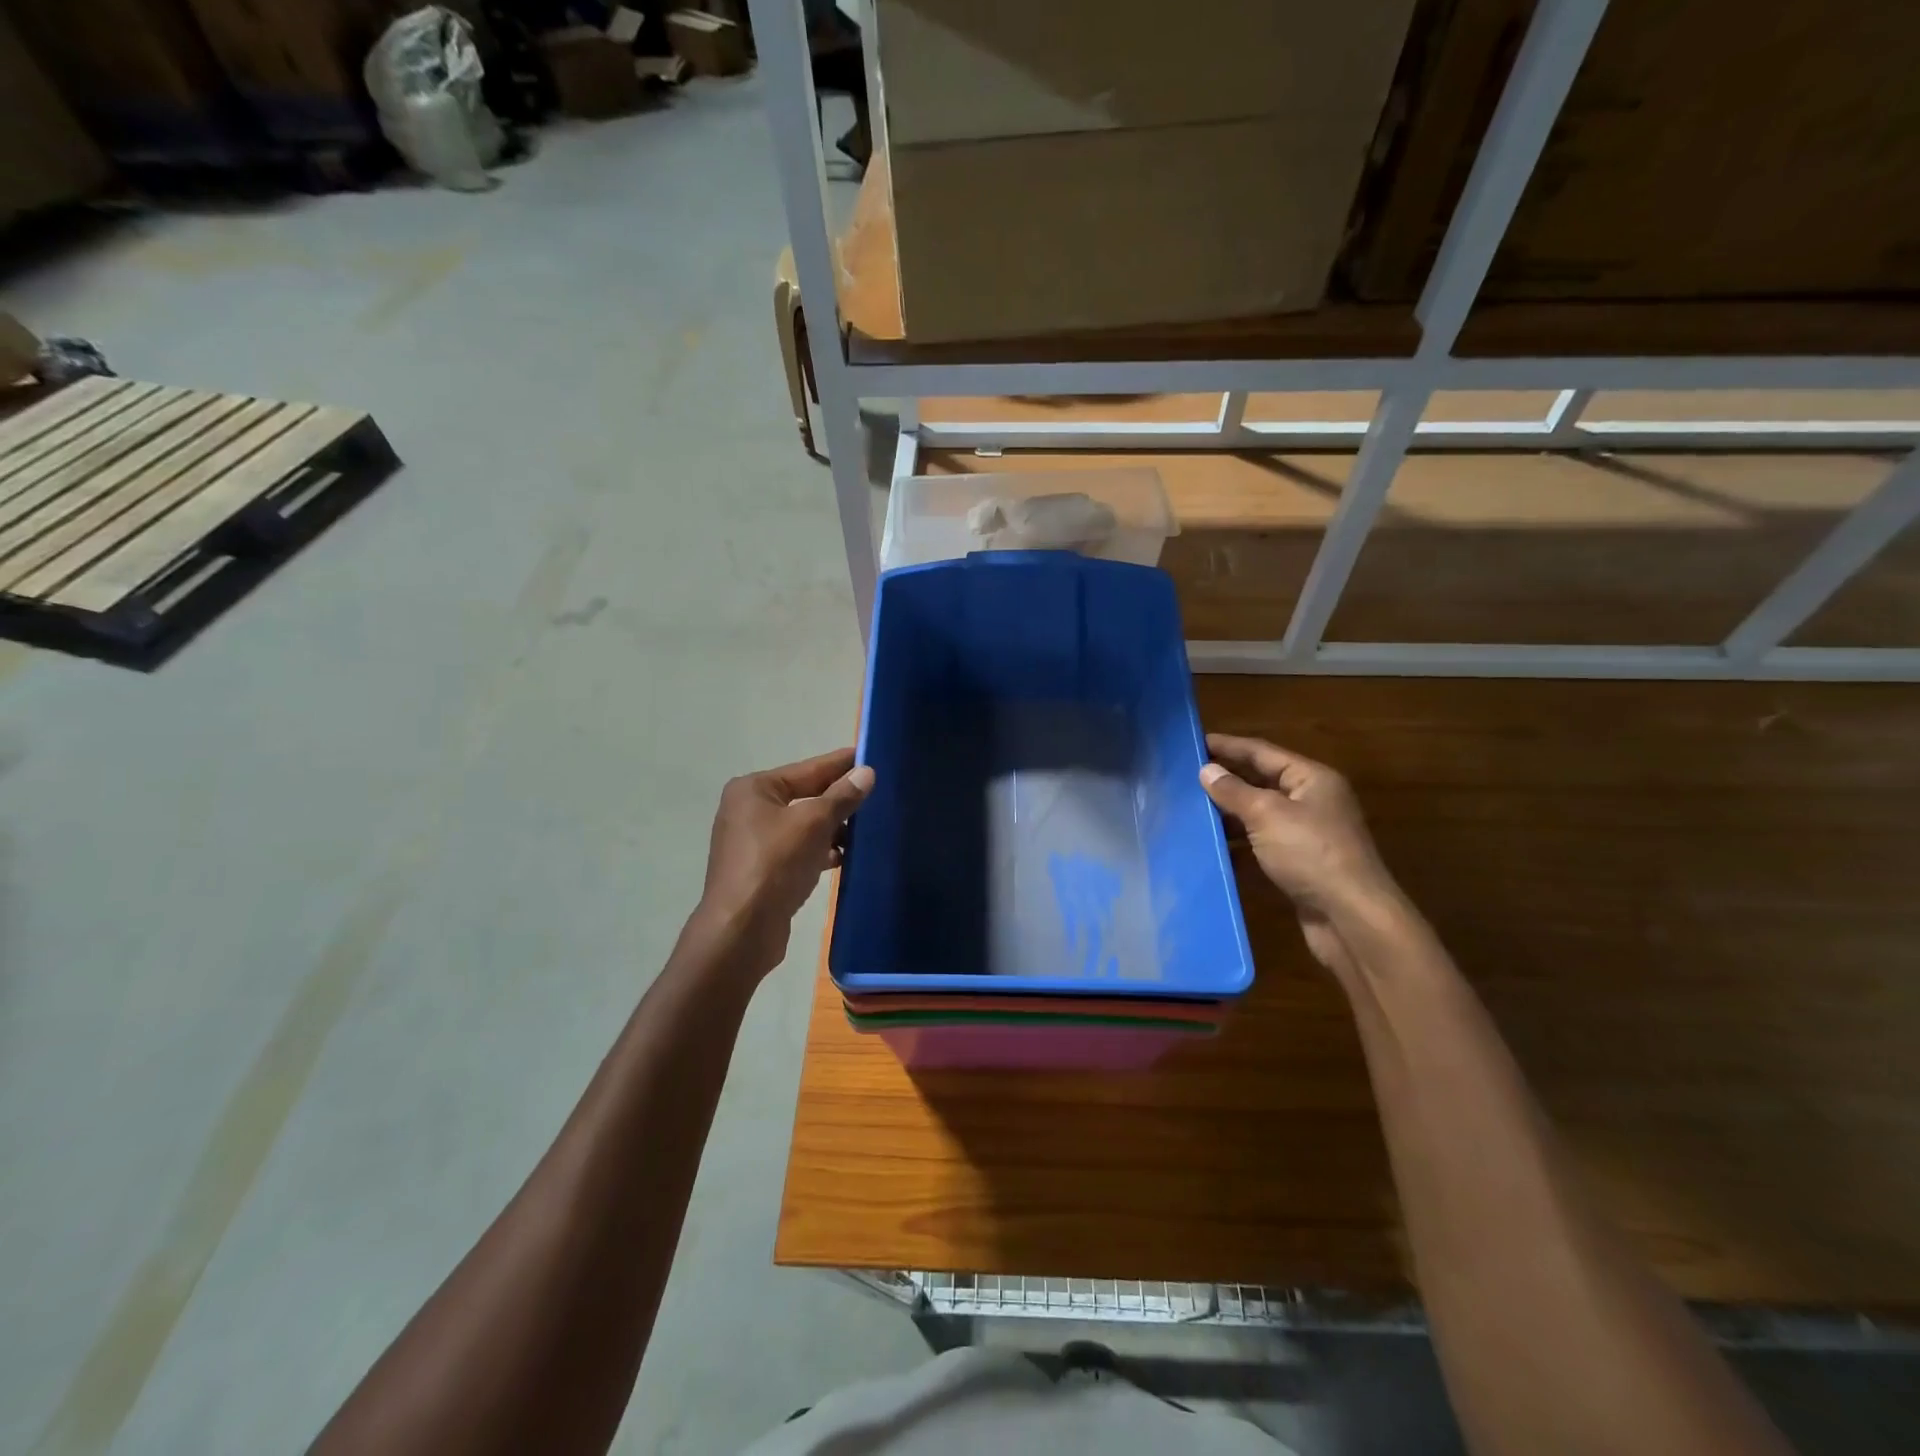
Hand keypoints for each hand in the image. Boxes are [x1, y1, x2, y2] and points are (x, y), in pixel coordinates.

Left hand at [698, 748, 873, 969]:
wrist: (741, 931)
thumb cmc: (774, 865)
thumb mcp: (813, 824)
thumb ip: (841, 797)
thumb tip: (867, 773)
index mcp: (753, 789)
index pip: (807, 769)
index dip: (840, 763)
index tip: (870, 755)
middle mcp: (749, 811)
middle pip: (805, 796)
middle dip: (839, 797)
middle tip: (877, 791)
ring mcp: (754, 843)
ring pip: (803, 826)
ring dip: (833, 827)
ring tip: (869, 826)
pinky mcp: (763, 871)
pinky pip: (799, 851)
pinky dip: (821, 851)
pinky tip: (845, 856)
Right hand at [1199, 734, 1403, 976]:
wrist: (1350, 918)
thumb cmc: (1310, 853)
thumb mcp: (1266, 814)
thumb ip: (1233, 791)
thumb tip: (1206, 770)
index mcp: (1311, 779)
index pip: (1262, 752)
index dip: (1227, 746)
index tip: (1193, 742)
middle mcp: (1311, 802)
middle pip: (1260, 782)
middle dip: (1225, 780)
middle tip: (1184, 776)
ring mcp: (1306, 835)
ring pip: (1258, 816)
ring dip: (1227, 814)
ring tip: (1189, 811)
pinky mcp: (1298, 865)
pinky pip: (1260, 845)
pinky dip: (1237, 845)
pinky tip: (1210, 848)